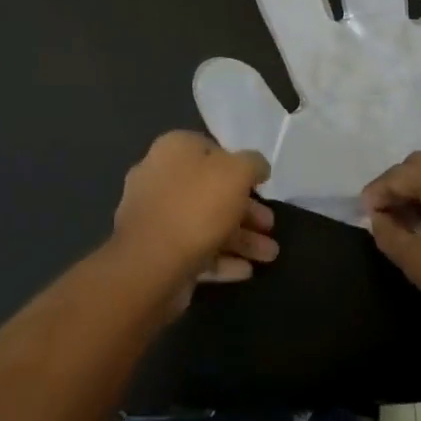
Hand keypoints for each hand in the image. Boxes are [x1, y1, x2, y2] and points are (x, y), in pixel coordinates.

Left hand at [112, 132, 277, 309]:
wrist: (150, 265)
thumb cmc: (197, 206)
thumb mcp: (238, 172)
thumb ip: (253, 164)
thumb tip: (258, 167)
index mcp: (174, 150)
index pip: (211, 150)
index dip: (239, 166)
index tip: (261, 186)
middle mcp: (160, 179)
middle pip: (211, 191)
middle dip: (246, 211)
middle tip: (270, 226)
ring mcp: (155, 218)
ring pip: (206, 224)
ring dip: (241, 239)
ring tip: (269, 256)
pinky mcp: (156, 253)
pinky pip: (194, 250)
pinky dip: (221, 259)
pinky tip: (245, 270)